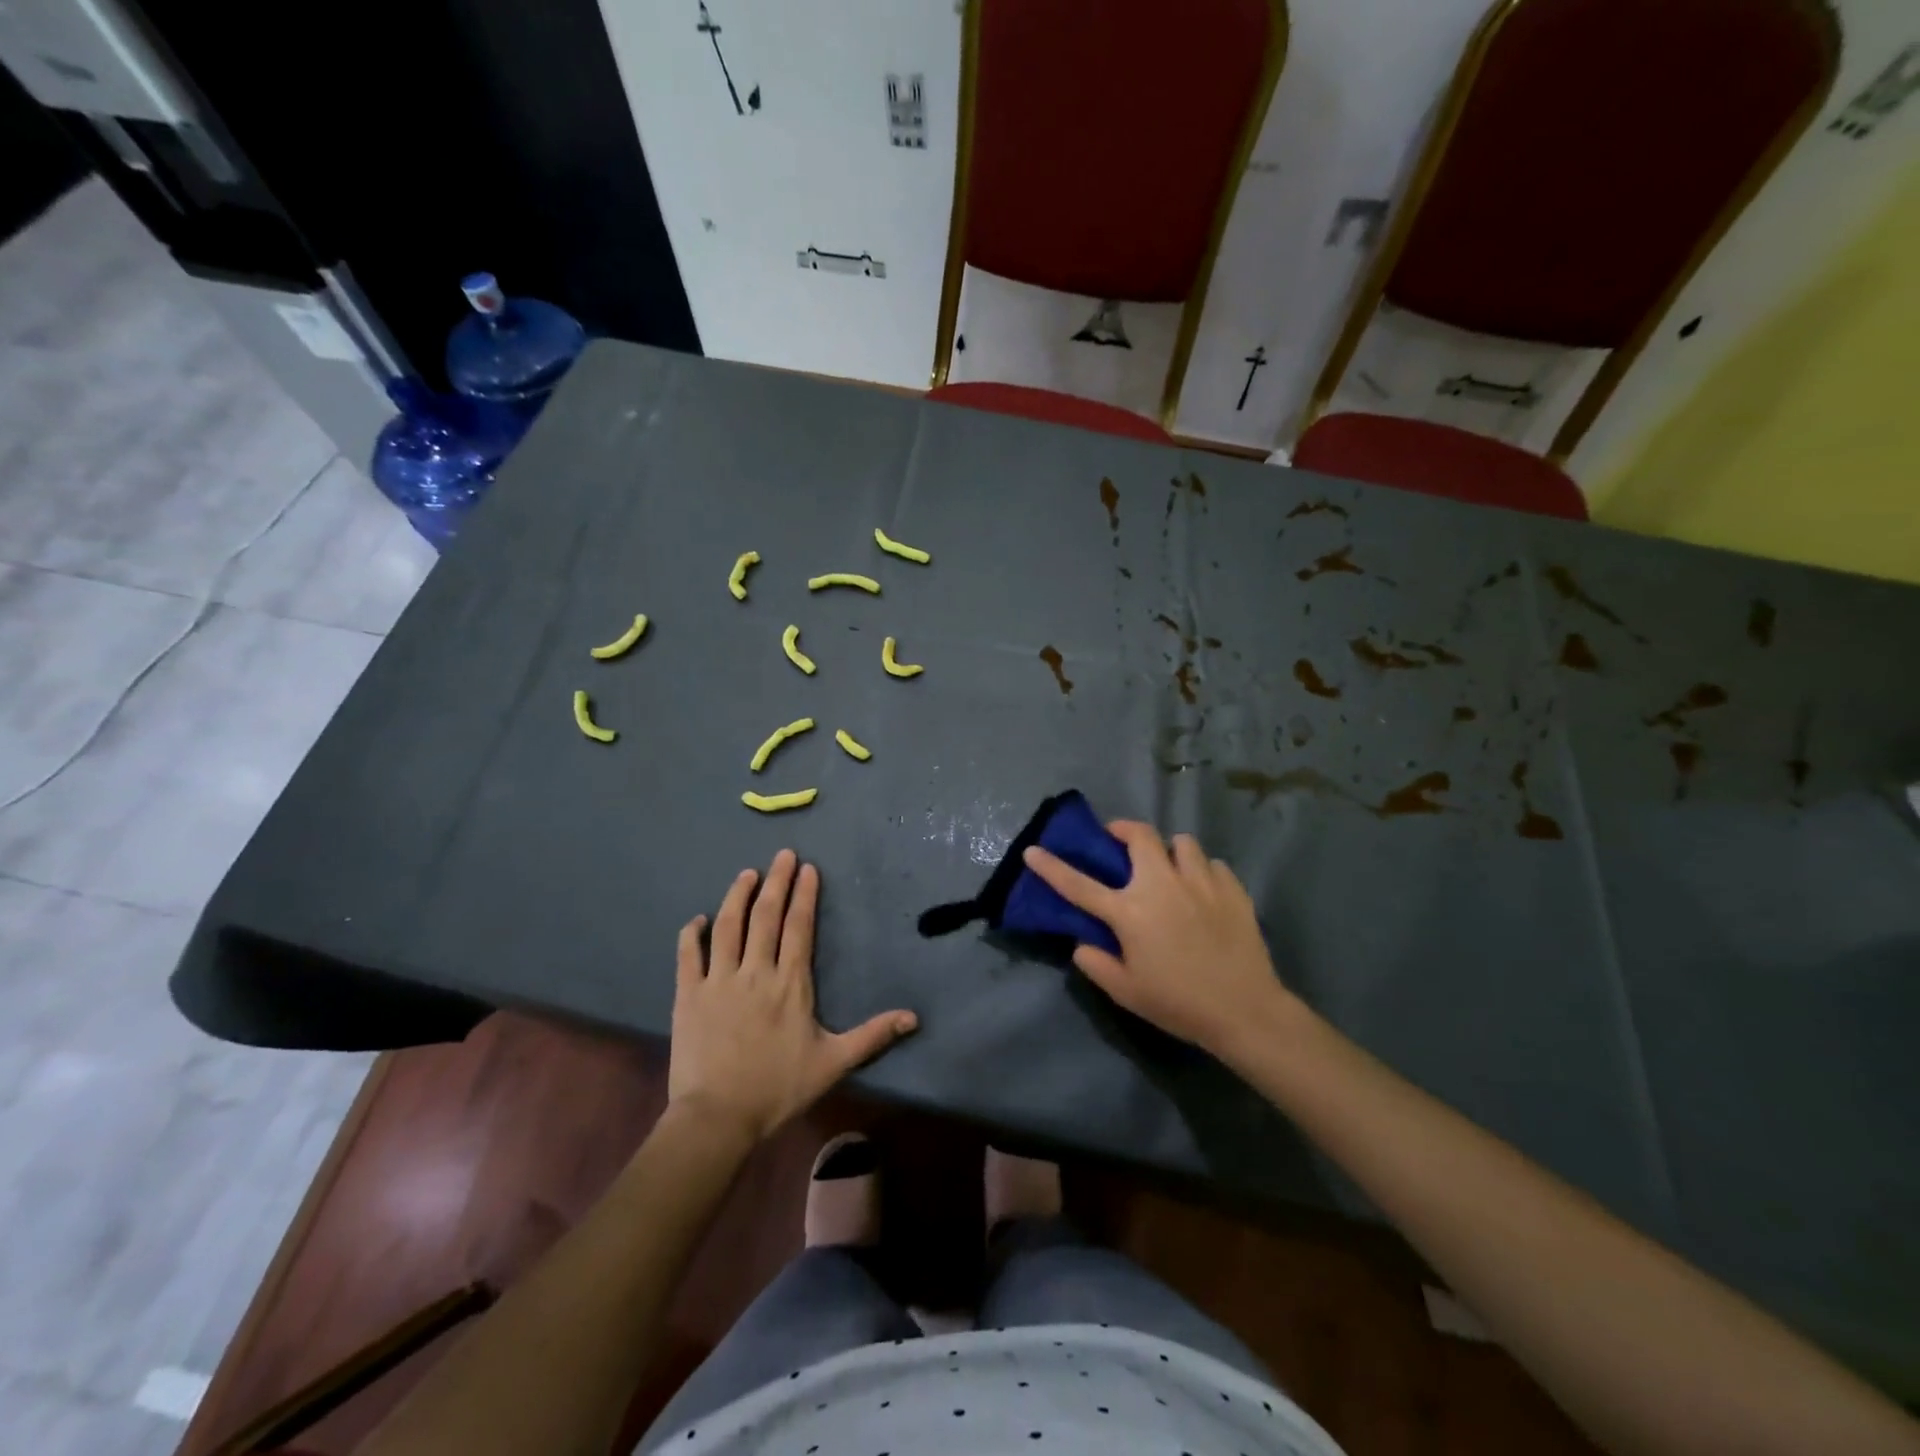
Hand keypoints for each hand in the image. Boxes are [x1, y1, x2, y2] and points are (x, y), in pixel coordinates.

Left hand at [669, 849, 917, 1141]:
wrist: (717, 1118)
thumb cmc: (778, 1089)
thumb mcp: (833, 1063)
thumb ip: (872, 1036)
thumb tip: (913, 1017)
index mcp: (790, 984)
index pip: (798, 927)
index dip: (804, 895)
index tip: (807, 868)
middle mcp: (755, 972)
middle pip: (765, 917)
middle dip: (776, 882)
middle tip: (782, 854)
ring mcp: (718, 981)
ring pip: (727, 927)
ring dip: (737, 896)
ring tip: (746, 873)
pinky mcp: (688, 996)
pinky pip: (687, 956)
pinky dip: (690, 934)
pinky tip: (696, 919)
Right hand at [1023, 822, 1296, 1059]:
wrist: (1244, 1011)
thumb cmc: (1179, 1004)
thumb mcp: (1126, 993)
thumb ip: (1096, 964)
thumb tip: (1082, 943)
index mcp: (1130, 911)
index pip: (1078, 884)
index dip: (1051, 866)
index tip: (1033, 850)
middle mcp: (1161, 885)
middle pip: (1139, 835)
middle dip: (1124, 830)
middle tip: (1119, 841)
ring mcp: (1200, 882)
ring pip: (1181, 842)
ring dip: (1169, 850)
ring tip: (1170, 868)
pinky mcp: (1231, 888)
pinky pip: (1212, 864)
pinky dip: (1203, 871)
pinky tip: (1204, 892)